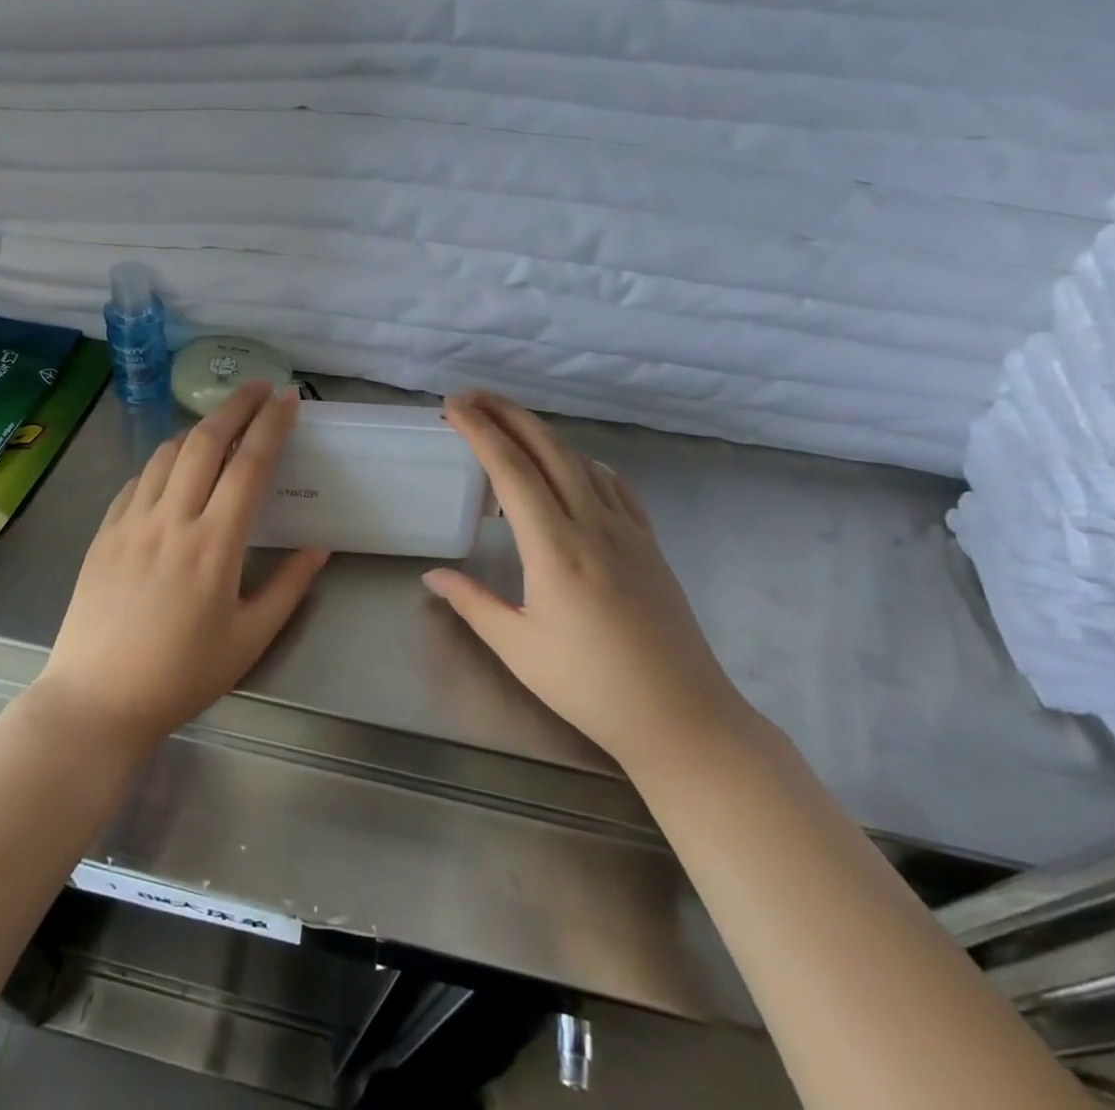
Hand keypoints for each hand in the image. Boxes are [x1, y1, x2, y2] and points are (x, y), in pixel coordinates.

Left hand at [34, 382, 328, 750]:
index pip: (249, 465)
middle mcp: (171, 520)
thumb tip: (319, 548)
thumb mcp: (249, 640)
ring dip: (197, 430)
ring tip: (219, 425)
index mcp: (214, 545)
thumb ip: (288, 588)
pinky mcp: (104, 532)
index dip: (271, 426)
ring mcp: (131, 522)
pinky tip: (172, 470)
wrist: (96, 699)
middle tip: (257, 388)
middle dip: (235, 406)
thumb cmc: (181, 675)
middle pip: (204, 441)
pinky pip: (137, 480)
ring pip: (166, 453)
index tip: (288, 399)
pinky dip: (162, 462)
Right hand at [422, 392, 750, 768]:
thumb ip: (472, 602)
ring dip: (543, 434)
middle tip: (473, 396)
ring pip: (581, 461)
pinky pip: (614, 486)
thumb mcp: (518, 647)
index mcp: (554, 548)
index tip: (453, 407)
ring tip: (510, 425)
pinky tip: (574, 467)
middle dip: (507, 415)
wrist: (682, 717)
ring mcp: (627, 531)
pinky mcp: (649, 545)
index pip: (510, 471)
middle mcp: (592, 525)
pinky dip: (584, 463)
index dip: (479, 432)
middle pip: (548, 450)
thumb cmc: (590, 687)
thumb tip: (432, 575)